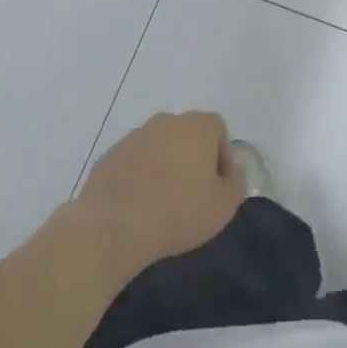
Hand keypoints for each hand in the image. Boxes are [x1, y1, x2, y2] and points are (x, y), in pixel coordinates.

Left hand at [69, 111, 245, 273]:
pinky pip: (133, 162)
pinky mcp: (109, 156)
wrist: (113, 226)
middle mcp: (165, 121)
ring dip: (164, 166)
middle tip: (192, 194)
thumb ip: (237, 183)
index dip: (222, 156)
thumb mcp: (224, 206)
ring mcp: (134, 136)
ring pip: (159, 147)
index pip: (218, 129)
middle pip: (187, 134)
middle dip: (192, 158)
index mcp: (196, 125)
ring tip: (162, 202)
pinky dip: (139, 176)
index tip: (217, 186)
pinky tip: (138, 205)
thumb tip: (234, 170)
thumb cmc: (178, 211)